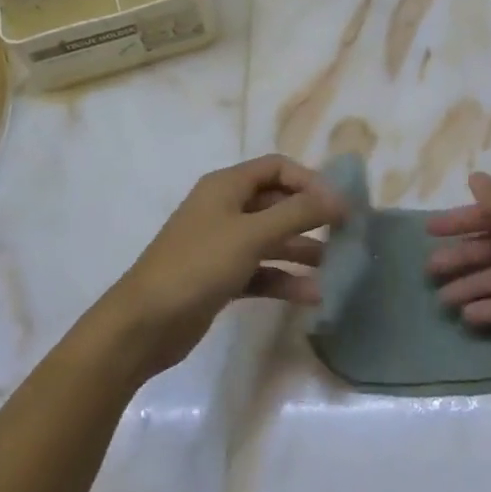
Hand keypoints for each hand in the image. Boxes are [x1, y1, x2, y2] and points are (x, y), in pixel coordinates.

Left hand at [104, 154, 341, 376]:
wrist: (144, 324)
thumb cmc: (198, 265)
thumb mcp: (252, 233)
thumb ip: (298, 214)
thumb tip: (339, 199)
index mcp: (227, 186)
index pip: (277, 168)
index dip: (310, 181)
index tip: (339, 204)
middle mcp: (225, 209)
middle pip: (277, 203)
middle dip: (311, 216)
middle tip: (346, 234)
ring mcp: (222, 245)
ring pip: (272, 239)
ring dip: (302, 250)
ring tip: (336, 266)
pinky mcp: (222, 278)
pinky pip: (262, 271)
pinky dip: (285, 280)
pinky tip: (313, 296)